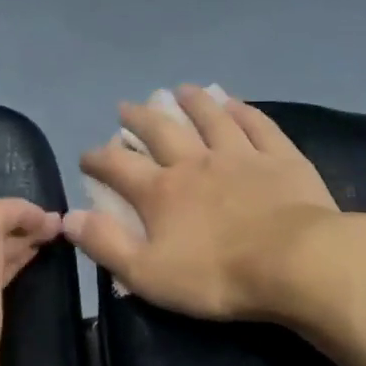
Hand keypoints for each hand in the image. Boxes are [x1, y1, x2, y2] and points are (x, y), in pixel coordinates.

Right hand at [65, 86, 346, 320]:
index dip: (98, 159)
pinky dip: (242, 111)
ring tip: (179, 90)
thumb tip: (70, 217)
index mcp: (162, 192)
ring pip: (210, 118)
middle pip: (161, 130)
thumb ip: (106, 244)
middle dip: (139, 118)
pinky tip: (235, 103)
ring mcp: (240, 155)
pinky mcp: (280, 158)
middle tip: (126, 108)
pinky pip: (257, 125)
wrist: (296, 263)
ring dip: (191, 102)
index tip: (87, 156)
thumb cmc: (217, 276)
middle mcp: (195, 162)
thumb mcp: (147, 274)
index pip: (118, 167)